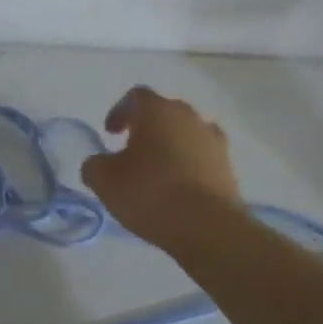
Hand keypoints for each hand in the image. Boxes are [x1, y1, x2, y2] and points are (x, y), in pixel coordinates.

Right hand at [80, 86, 240, 250]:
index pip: (135, 97)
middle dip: (146, 127)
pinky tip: (179, 187)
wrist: (207, 226)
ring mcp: (212, 139)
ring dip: (170, 145)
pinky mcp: (228, 165)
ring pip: (185, 133)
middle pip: (163, 112)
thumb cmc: (150, 194)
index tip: (110, 133)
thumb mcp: (104, 181)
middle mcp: (188, 116)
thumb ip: (95, 165)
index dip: (119, 111)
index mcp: (156, 111)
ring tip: (157, 171)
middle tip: (131, 151)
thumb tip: (99, 164)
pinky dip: (189, 164)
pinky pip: (202, 156)